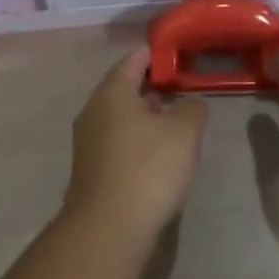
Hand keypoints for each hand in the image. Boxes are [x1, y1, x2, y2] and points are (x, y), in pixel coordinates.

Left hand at [64, 48, 207, 239]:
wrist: (109, 225)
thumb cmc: (148, 167)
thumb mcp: (184, 133)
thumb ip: (192, 110)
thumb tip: (190, 103)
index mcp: (112, 93)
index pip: (131, 61)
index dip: (153, 55)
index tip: (171, 53)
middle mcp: (92, 111)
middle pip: (121, 89)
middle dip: (147, 86)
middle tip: (174, 86)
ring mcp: (86, 142)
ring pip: (116, 117)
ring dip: (140, 115)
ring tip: (168, 119)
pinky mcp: (88, 169)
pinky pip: (114, 141)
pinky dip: (133, 138)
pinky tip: (153, 152)